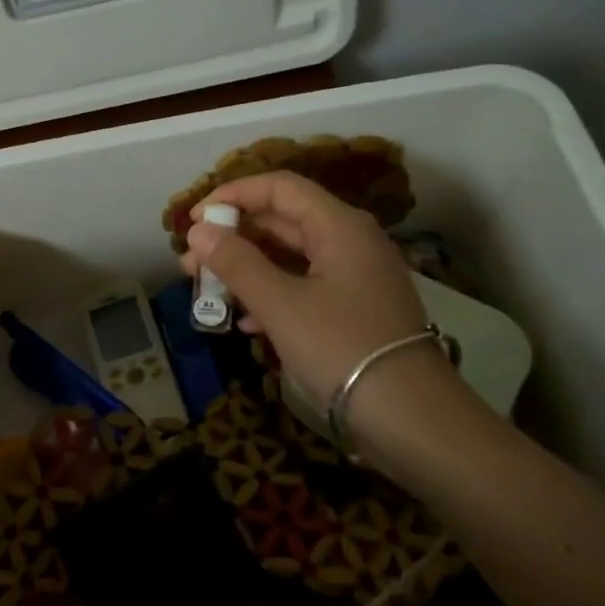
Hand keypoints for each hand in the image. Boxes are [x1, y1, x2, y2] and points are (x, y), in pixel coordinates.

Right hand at [181, 171, 440, 407]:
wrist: (412, 417)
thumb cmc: (342, 348)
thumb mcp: (281, 305)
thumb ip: (237, 263)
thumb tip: (198, 230)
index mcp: (339, 226)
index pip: (279, 187)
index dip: (233, 194)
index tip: (195, 219)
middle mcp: (351, 241)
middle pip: (284, 220)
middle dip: (235, 237)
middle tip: (193, 262)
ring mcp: (357, 277)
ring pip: (293, 257)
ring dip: (249, 269)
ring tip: (209, 291)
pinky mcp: (356, 309)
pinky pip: (306, 286)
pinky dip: (273, 295)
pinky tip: (247, 323)